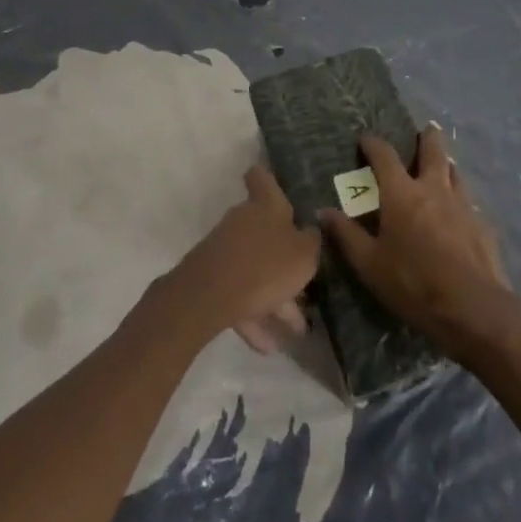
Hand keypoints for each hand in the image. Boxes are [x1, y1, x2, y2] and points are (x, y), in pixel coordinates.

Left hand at [168, 167, 321, 353]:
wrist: (208, 297)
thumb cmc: (265, 266)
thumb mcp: (304, 255)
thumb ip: (312, 241)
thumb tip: (311, 231)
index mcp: (266, 205)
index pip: (262, 177)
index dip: (268, 178)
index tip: (278, 187)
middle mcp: (244, 220)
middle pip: (267, 231)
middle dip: (286, 257)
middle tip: (306, 282)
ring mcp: (225, 248)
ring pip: (257, 268)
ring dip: (275, 296)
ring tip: (295, 329)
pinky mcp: (213, 277)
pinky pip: (241, 293)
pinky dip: (254, 315)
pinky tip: (267, 345)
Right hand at [320, 127, 514, 360]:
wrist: (473, 308)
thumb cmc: (414, 283)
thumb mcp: (370, 265)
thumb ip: (347, 236)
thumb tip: (324, 211)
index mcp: (402, 193)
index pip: (385, 155)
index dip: (373, 144)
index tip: (366, 140)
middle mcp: (433, 188)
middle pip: (433, 150)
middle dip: (427, 137)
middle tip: (426, 129)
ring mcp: (462, 204)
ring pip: (454, 172)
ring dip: (446, 164)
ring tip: (443, 165)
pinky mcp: (482, 224)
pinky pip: (468, 200)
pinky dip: (459, 196)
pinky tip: (459, 210)